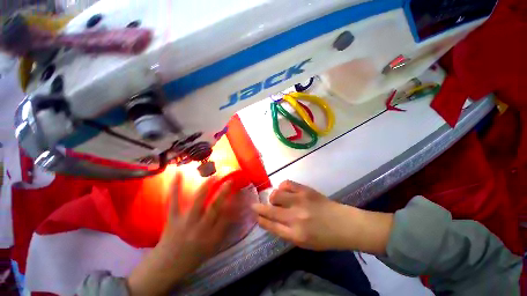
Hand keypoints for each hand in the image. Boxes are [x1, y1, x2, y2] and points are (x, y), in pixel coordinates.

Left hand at [127, 174, 233, 295]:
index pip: (227, 217)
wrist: (166, 266)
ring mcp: (186, 222)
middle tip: (230, 180)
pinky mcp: (173, 218)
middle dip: (224, 192)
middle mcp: (200, 228)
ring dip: (206, 186)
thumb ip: (223, 230)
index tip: (240, 192)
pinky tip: (178, 174)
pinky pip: (174, 201)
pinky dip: (176, 187)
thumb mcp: (212, 247)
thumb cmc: (192, 257)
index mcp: (212, 237)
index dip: (235, 203)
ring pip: (198, 201)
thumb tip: (234, 213)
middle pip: (215, 207)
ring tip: (213, 176)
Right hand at [252, 180, 392, 252]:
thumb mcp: (303, 242)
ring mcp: (300, 201)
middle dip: (258, 207)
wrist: (344, 224)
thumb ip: (285, 232)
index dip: (260, 219)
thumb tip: (270, 220)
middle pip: (269, 210)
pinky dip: (282, 186)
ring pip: (276, 194)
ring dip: (273, 197)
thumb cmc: (324, 237)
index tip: (255, 215)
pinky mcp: (305, 190)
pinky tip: (284, 190)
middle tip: (254, 205)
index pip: (270, 225)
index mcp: (295, 235)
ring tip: (276, 199)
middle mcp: (295, 217)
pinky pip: (286, 183)